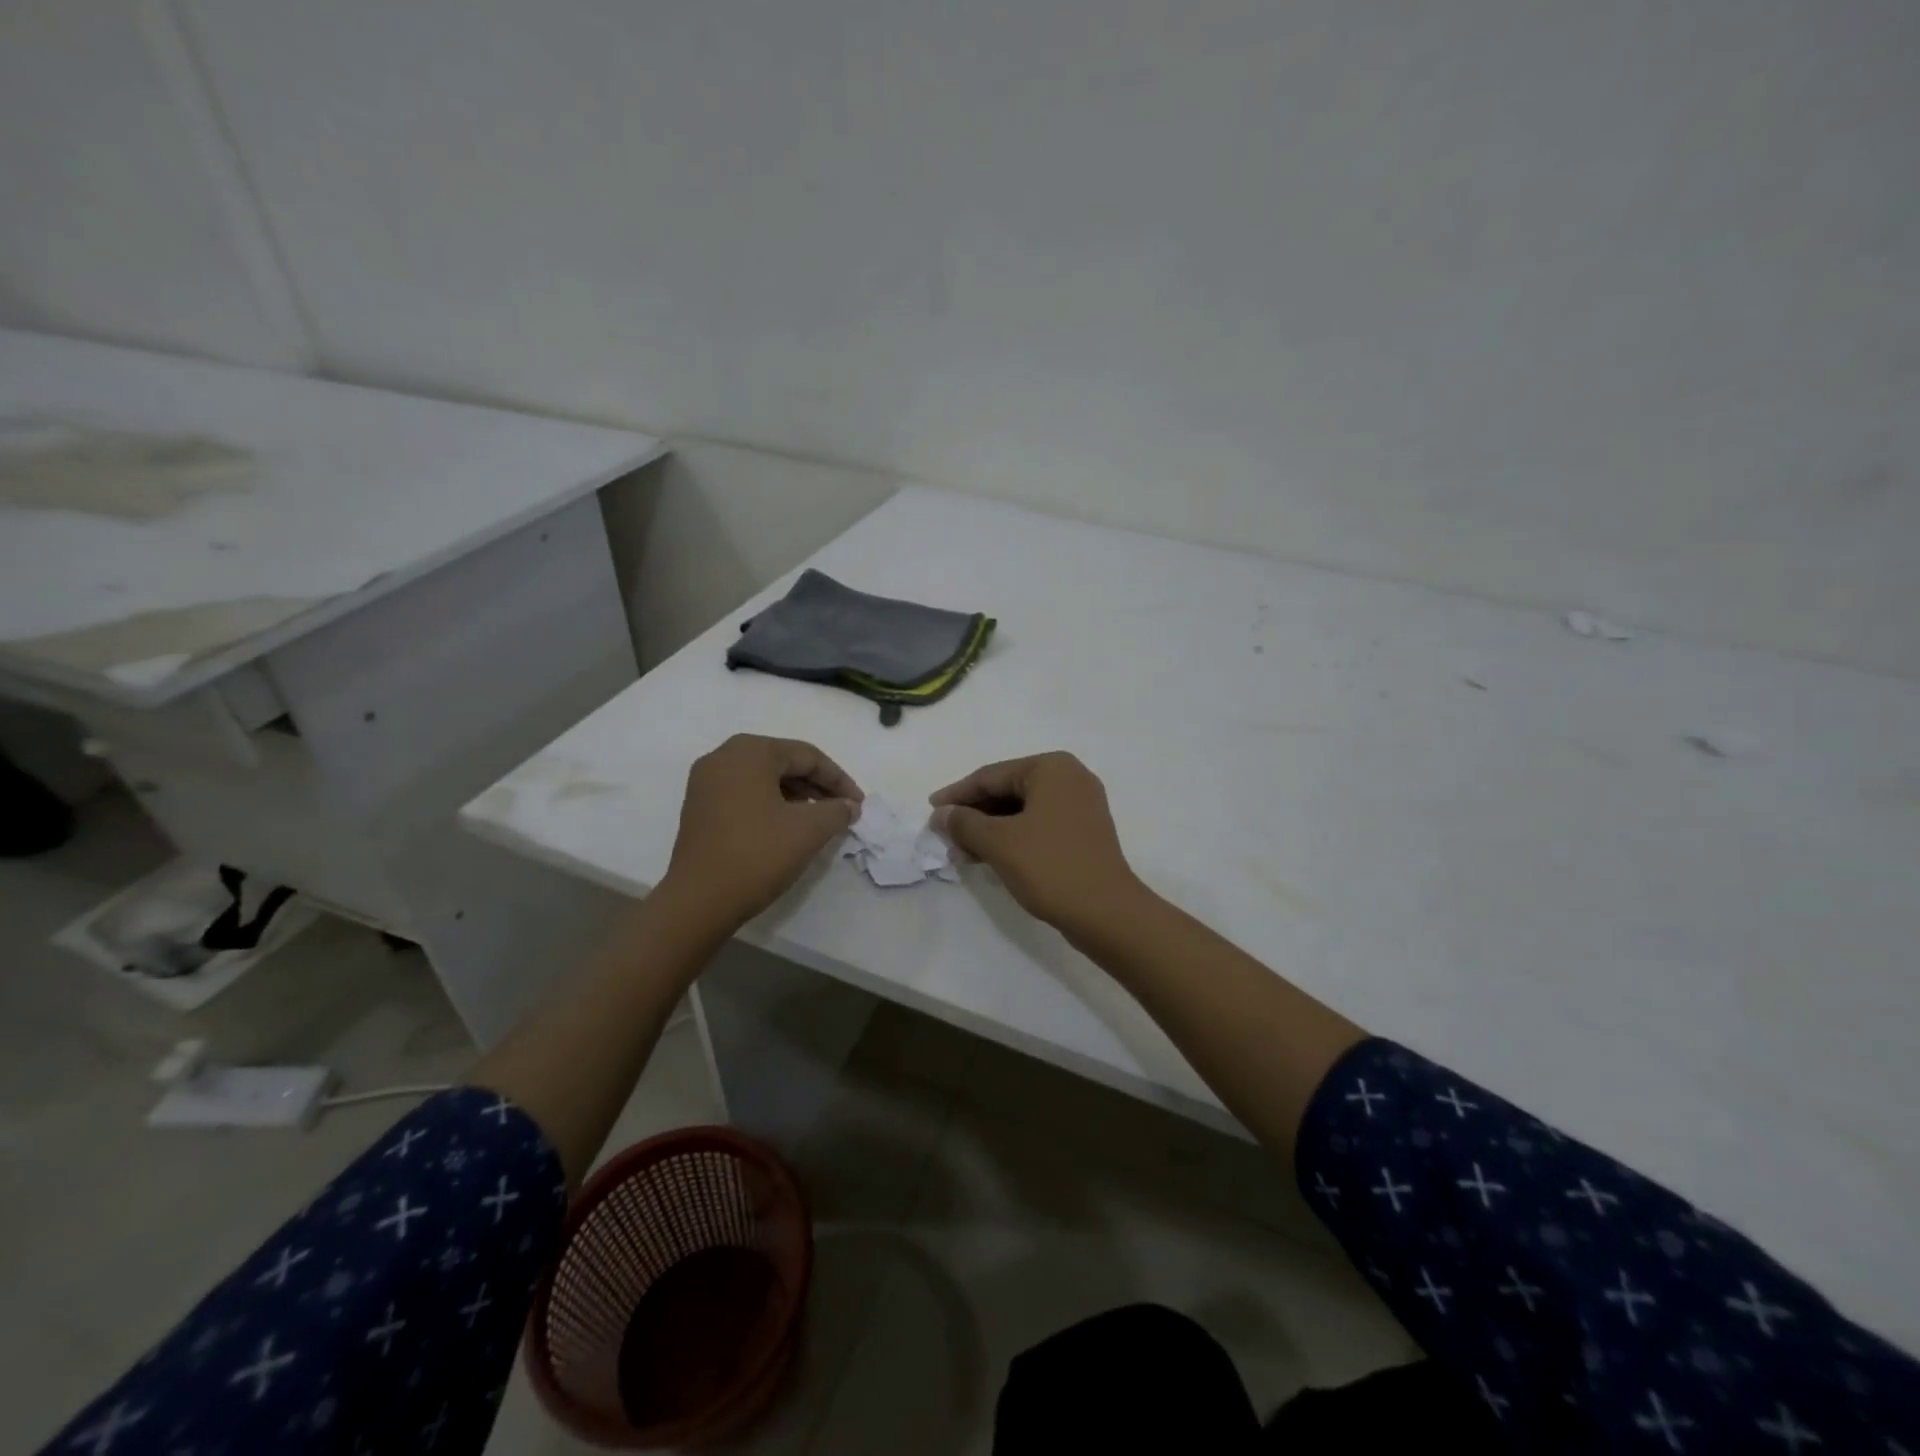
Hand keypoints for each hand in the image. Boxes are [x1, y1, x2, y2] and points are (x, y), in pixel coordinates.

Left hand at [660, 735, 862, 929]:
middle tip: (842, 809)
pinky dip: (771, 804)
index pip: (807, 756)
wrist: (698, 901)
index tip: (859, 804)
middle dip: (817, 785)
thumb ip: (836, 811)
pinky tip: (788, 826)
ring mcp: (706, 782)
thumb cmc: (757, 855)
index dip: (838, 780)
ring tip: (820, 819)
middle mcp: (723, 757)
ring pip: (763, 778)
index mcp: (750, 752)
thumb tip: (848, 806)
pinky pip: (745, 793)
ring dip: (796, 795)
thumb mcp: (809, 830)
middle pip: (783, 762)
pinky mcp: (699, 807)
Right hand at [930, 751, 1144, 936]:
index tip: (930, 812)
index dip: (957, 795)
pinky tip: (988, 857)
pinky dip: (1012, 838)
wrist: (1107, 913)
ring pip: (1021, 811)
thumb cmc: (1050, 867)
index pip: (991, 776)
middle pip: (1007, 791)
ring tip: (961, 853)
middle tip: (944, 836)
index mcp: (1051, 768)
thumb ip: (964, 823)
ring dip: (989, 830)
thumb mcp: (999, 843)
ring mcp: (1080, 806)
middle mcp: (1069, 778)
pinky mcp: (1083, 832)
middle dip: (974, 815)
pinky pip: (1038, 825)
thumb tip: (942, 814)